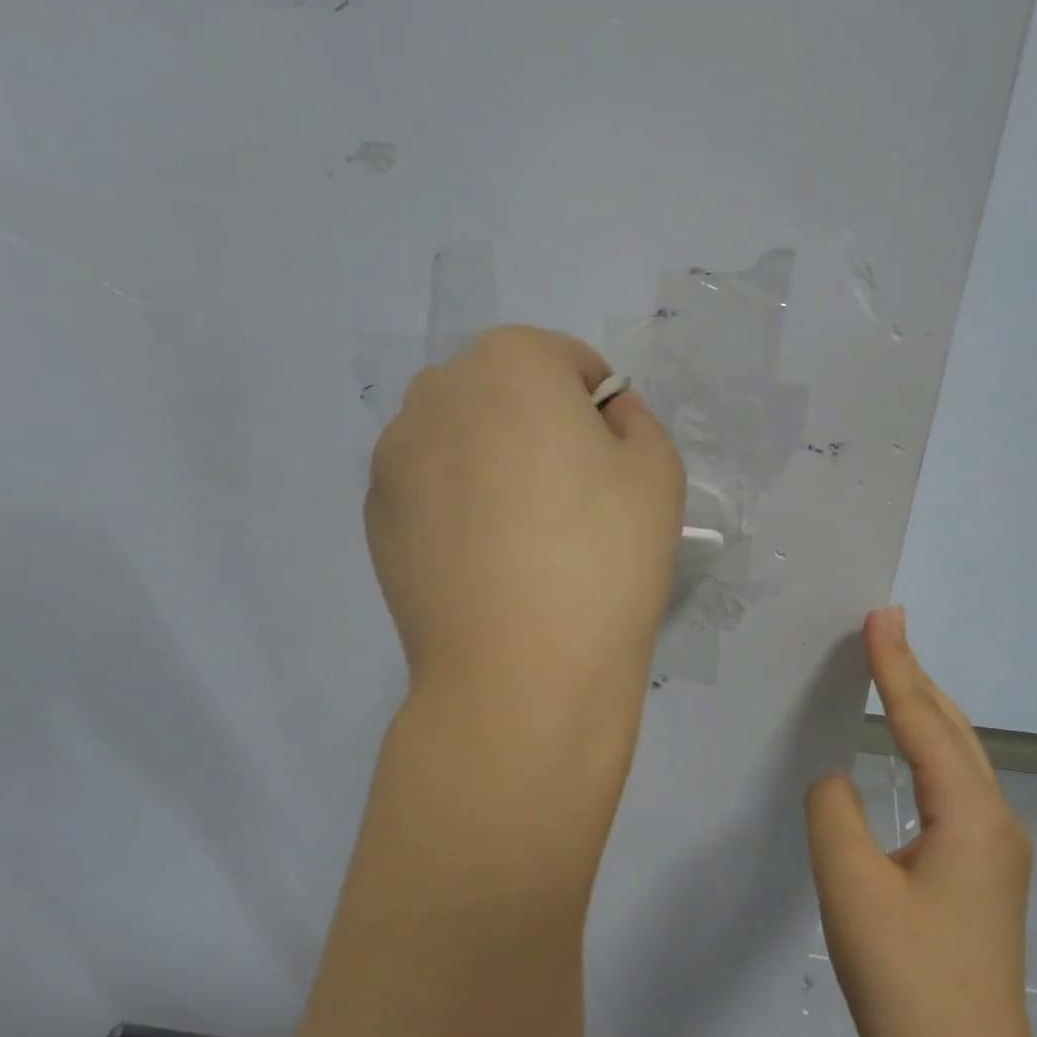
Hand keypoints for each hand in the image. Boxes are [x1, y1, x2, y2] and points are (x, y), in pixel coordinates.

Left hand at [366, 326, 684, 734]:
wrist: (521, 674)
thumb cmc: (604, 557)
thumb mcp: (659, 472)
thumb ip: (636, 421)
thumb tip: (603, 417)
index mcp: (510, 362)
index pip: (568, 362)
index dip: (601, 410)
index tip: (612, 468)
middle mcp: (437, 391)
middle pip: (507, 392)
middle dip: (542, 427)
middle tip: (572, 501)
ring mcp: (395, 454)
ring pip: (464, 437)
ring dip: (496, 462)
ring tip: (524, 538)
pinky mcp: (376, 515)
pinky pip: (433, 486)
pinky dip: (461, 505)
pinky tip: (486, 563)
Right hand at [805, 606, 1036, 1036]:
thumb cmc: (907, 982)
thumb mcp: (851, 886)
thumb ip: (833, 810)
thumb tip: (836, 777)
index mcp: (970, 814)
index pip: (924, 719)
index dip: (896, 664)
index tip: (879, 614)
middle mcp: (994, 820)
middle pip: (952, 728)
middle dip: (916, 675)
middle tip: (882, 629)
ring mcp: (995, 849)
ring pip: (956, 756)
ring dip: (924, 710)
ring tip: (890, 672)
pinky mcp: (982, 873)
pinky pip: (951, 786)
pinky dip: (925, 749)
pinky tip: (905, 751)